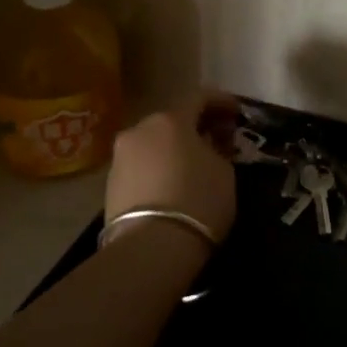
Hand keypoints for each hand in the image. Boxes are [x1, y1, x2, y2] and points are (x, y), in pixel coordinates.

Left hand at [104, 92, 237, 244]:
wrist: (149, 249)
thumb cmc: (197, 201)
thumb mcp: (224, 172)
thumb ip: (218, 150)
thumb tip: (211, 146)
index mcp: (171, 119)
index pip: (199, 97)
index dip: (221, 102)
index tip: (237, 113)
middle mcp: (140, 129)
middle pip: (173, 119)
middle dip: (196, 126)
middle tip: (217, 140)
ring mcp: (121, 156)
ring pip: (153, 142)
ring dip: (174, 147)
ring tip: (193, 165)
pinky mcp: (110, 184)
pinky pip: (141, 165)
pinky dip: (158, 167)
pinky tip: (171, 183)